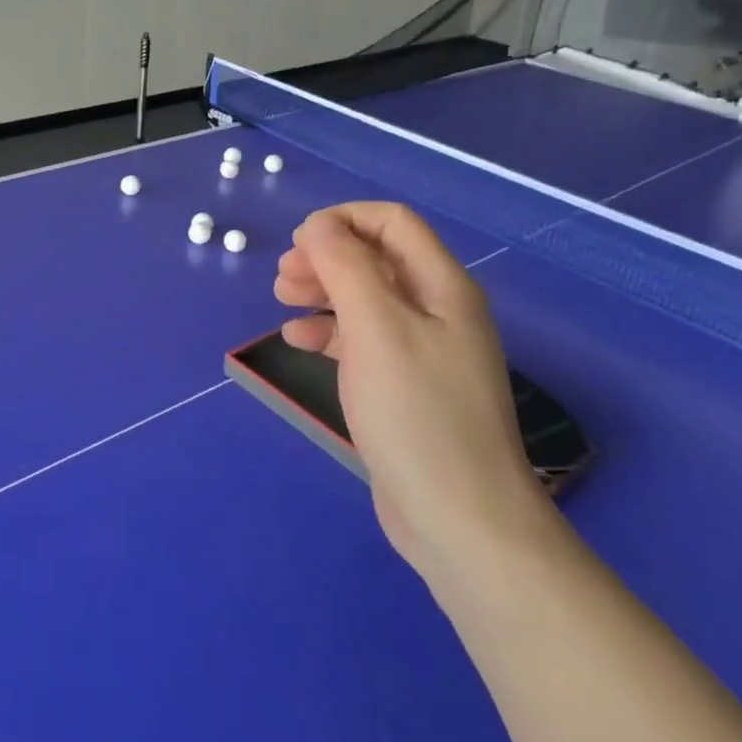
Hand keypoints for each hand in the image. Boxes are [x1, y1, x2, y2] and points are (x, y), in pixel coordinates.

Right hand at [274, 203, 548, 586]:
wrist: (460, 521)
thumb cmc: (417, 413)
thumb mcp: (376, 328)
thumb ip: (345, 266)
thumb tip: (318, 225)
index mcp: (442, 286)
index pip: (393, 223)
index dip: (344, 220)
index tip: (298, 241)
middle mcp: (437, 311)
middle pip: (376, 259)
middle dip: (326, 257)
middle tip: (284, 276)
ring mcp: (423, 351)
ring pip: (365, 298)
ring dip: (322, 291)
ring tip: (281, 299)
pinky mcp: (405, 387)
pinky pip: (362, 341)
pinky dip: (328, 333)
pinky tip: (297, 342)